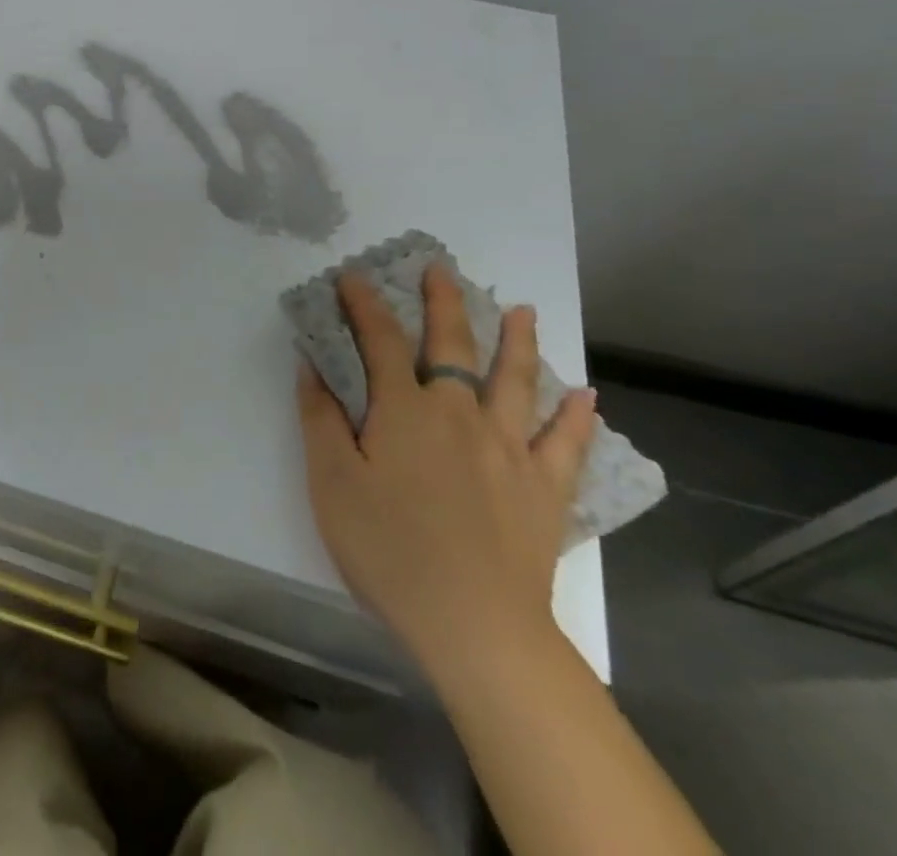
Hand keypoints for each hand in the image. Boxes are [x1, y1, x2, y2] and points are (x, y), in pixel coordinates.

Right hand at [297, 264, 596, 684]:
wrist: (475, 626)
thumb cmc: (389, 550)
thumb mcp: (331, 483)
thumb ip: (320, 418)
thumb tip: (311, 364)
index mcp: (405, 411)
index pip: (381, 340)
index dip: (365, 304)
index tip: (353, 276)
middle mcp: (459, 414)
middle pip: (452, 344)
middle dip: (443, 302)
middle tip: (441, 269)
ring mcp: (508, 448)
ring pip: (514, 380)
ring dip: (517, 341)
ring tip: (521, 310)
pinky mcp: (544, 488)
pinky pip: (565, 444)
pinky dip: (575, 417)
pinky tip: (585, 397)